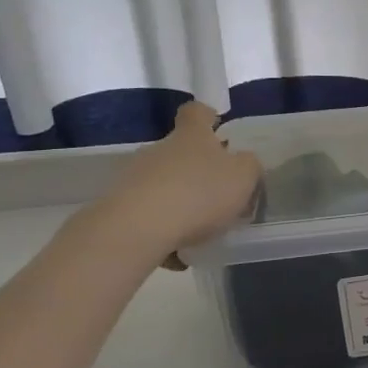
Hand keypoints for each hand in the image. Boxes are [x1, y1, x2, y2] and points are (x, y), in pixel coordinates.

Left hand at [87, 102, 261, 267]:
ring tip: (198, 235)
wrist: (138, 228)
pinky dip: (163, 231)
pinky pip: (148, 215)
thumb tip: (243, 163)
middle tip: (218, 197)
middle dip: (197, 171)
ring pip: (163, 185)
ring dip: (180, 204)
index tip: (217, 128)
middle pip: (179, 152)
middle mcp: (160, 150)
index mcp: (192, 137)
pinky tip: (176, 255)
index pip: (197, 112)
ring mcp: (134, 177)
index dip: (208, 116)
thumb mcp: (243, 177)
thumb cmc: (199, 193)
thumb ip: (249, 166)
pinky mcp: (118, 206)